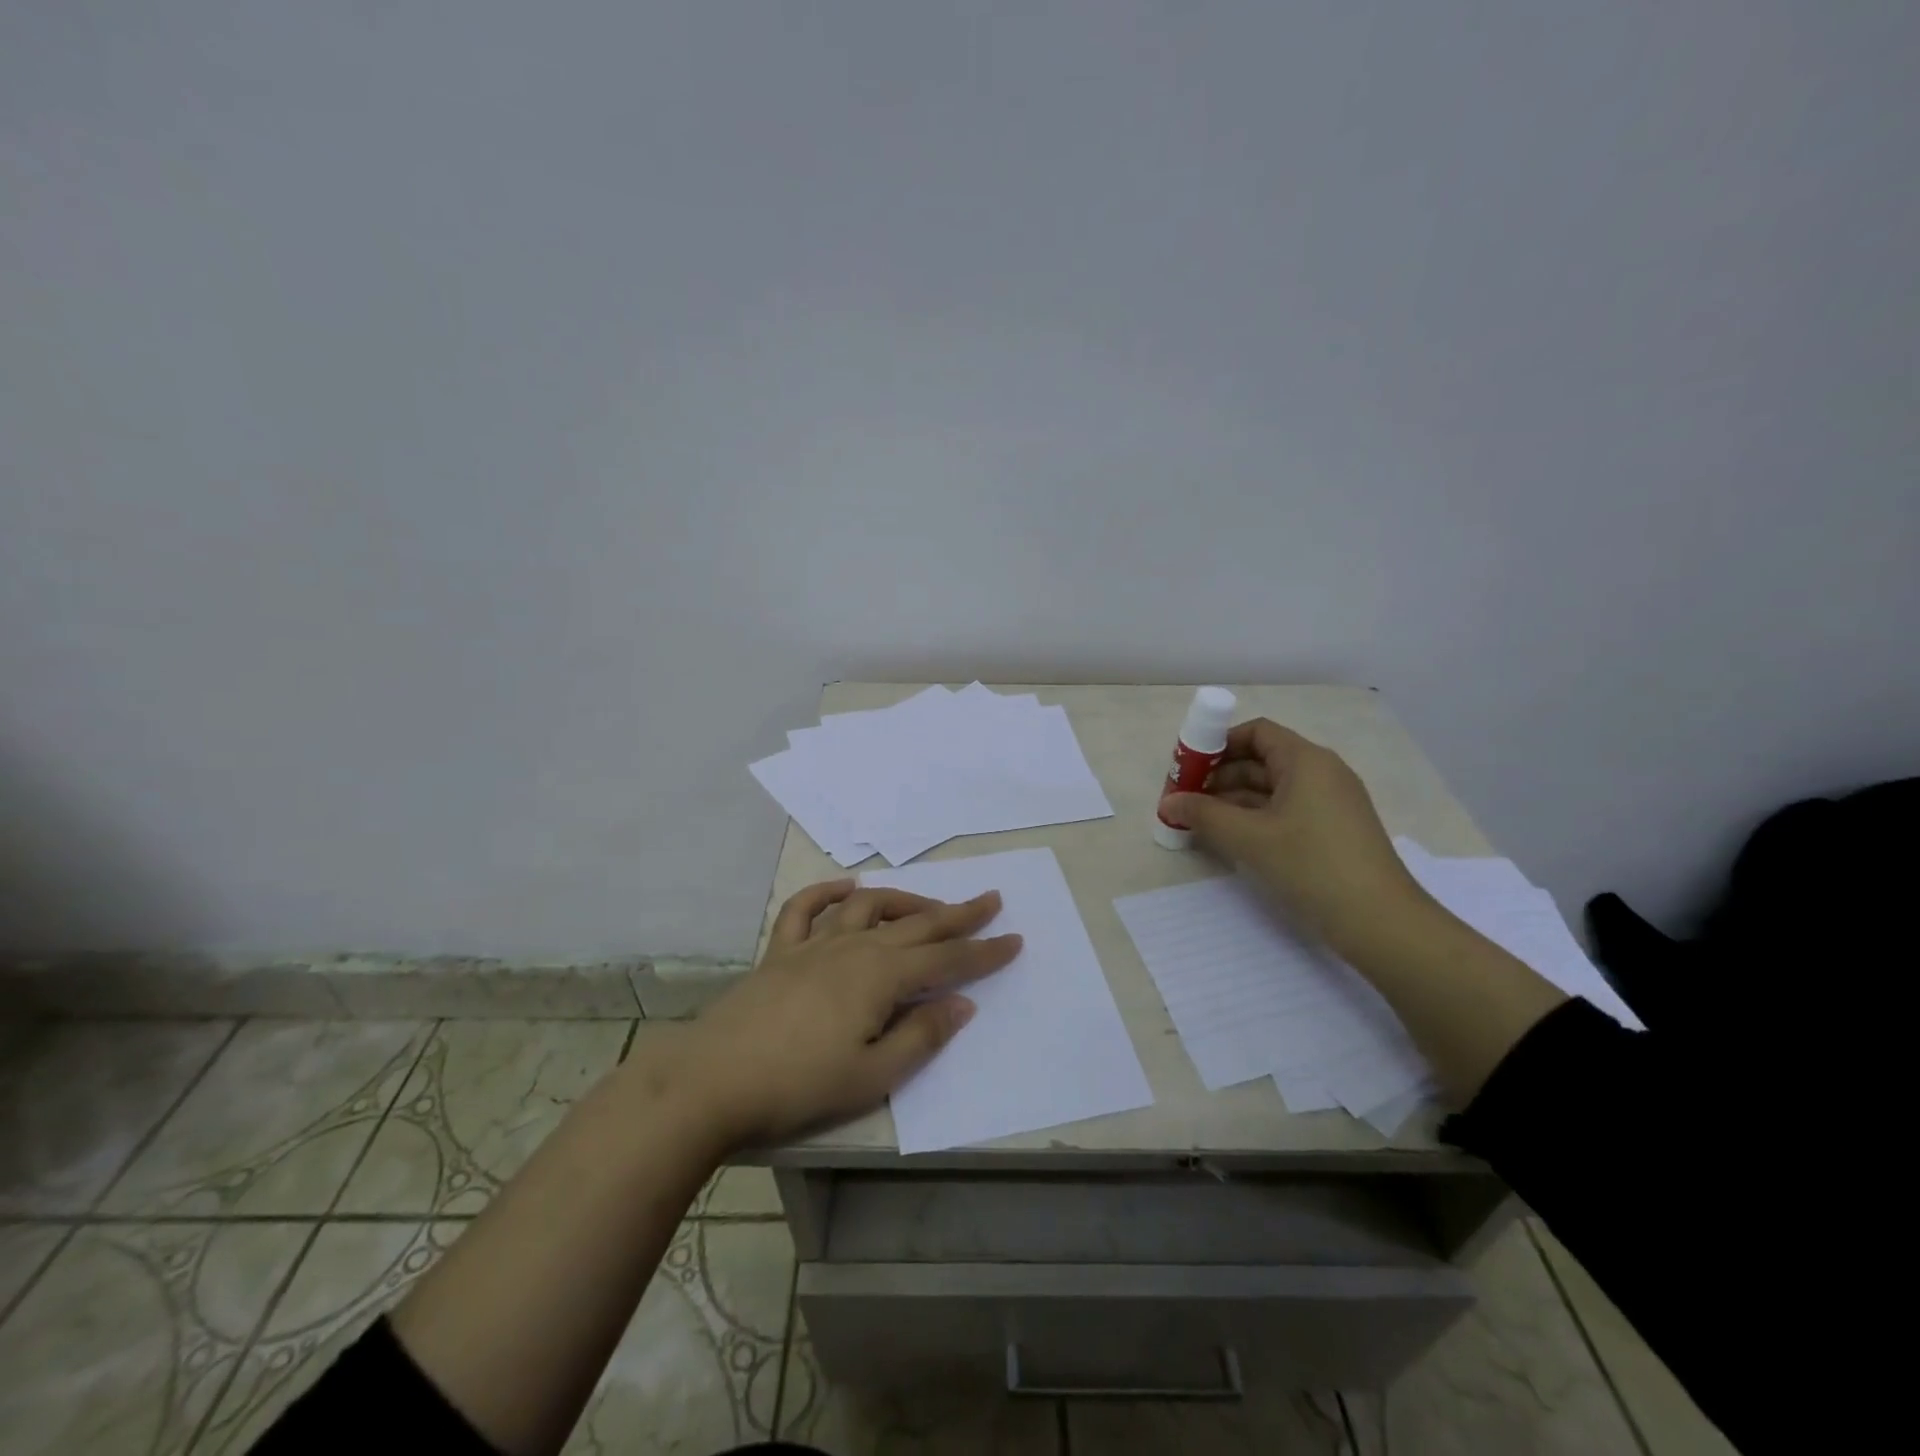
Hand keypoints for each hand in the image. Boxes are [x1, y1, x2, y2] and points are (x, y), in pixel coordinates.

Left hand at [672, 881, 1020, 1148]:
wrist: (713, 1080)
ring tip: (928, 904)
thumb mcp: (871, 1075)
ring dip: (903, 900)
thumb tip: (962, 1002)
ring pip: (868, 908)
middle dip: (957, 915)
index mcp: (881, 978)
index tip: (1014, 940)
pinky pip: (806, 910)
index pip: (946, 960)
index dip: (983, 952)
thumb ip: (921, 1036)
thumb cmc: (799, 1085)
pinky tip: (846, 888)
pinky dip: (827, 892)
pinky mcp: (780, 952)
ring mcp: (814, 946)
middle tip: (990, 900)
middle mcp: (853, 949)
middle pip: (916, 925)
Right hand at [1161, 718, 1430, 955]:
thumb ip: (1203, 814)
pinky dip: (1255, 817)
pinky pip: (1285, 810)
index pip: (1256, 733)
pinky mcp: (1333, 830)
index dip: (1217, 744)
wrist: (1381, 922)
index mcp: (1306, 761)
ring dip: (1233, 800)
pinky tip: (1231, 838)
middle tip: (1185, 799)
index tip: (1187, 768)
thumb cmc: (1312, 866)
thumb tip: (1168, 803)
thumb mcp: (1249, 838)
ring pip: (1272, 788)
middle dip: (1219, 776)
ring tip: (1200, 821)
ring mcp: (1331, 803)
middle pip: (1261, 760)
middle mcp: (1322, 773)